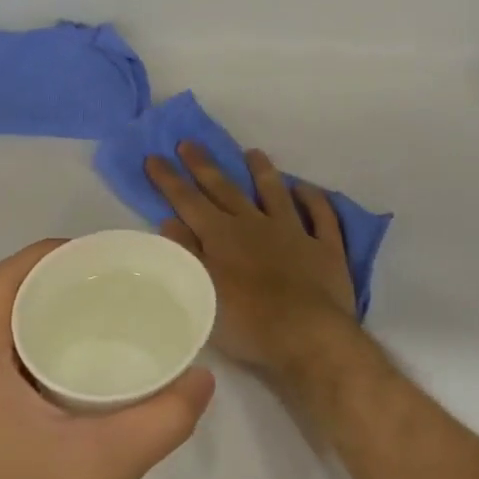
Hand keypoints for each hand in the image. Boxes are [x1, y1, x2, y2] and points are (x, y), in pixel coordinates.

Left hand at [0, 241, 215, 478]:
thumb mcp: (109, 463)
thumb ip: (164, 416)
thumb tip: (204, 379)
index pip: (3, 283)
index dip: (44, 255)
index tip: (94, 252)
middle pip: (4, 309)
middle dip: (54, 289)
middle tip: (112, 286)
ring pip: (5, 347)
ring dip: (48, 328)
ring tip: (105, 323)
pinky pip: (6, 379)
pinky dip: (42, 363)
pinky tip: (85, 380)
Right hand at [147, 143, 359, 376]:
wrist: (308, 336)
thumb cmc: (246, 321)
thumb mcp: (201, 289)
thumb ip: (186, 253)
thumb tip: (171, 220)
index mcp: (221, 235)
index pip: (188, 201)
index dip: (169, 179)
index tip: (154, 156)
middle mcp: (255, 225)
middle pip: (225, 189)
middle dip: (204, 166)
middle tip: (189, 142)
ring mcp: (293, 233)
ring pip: (275, 193)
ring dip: (262, 172)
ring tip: (252, 152)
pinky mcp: (325, 249)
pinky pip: (321, 216)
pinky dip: (313, 200)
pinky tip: (306, 189)